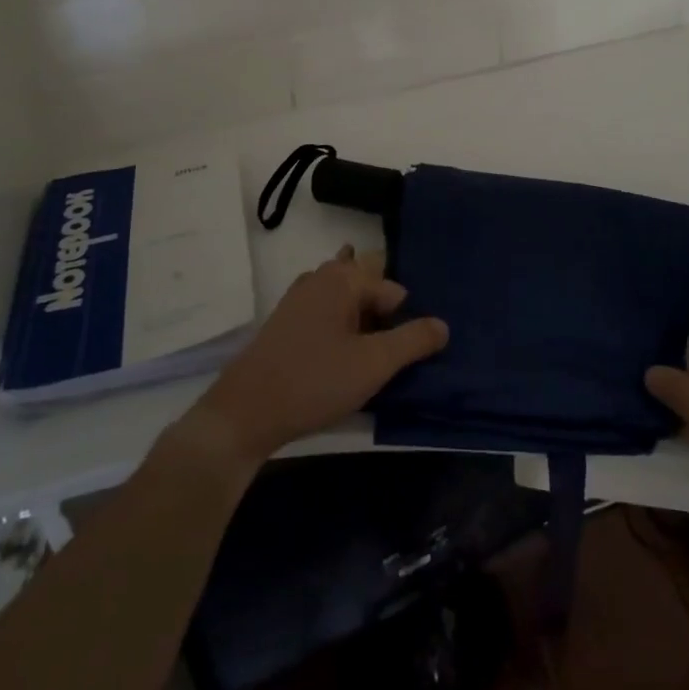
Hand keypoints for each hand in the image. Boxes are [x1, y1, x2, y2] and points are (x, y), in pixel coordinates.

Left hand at [185, 245, 448, 469]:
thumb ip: (413, 341)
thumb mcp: (374, 364)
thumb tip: (443, 325)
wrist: (245, 412)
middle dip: (383, 314)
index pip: (393, 291)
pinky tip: (340, 359)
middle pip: (368, 287)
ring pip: (345, 300)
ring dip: (361, 323)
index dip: (403, 322)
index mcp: (343, 279)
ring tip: (368, 358)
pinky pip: (326, 313)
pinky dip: (340, 329)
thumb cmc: (314, 382)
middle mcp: (320, 277)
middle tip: (388, 354)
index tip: (402, 355)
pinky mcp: (286, 321)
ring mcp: (299, 297)